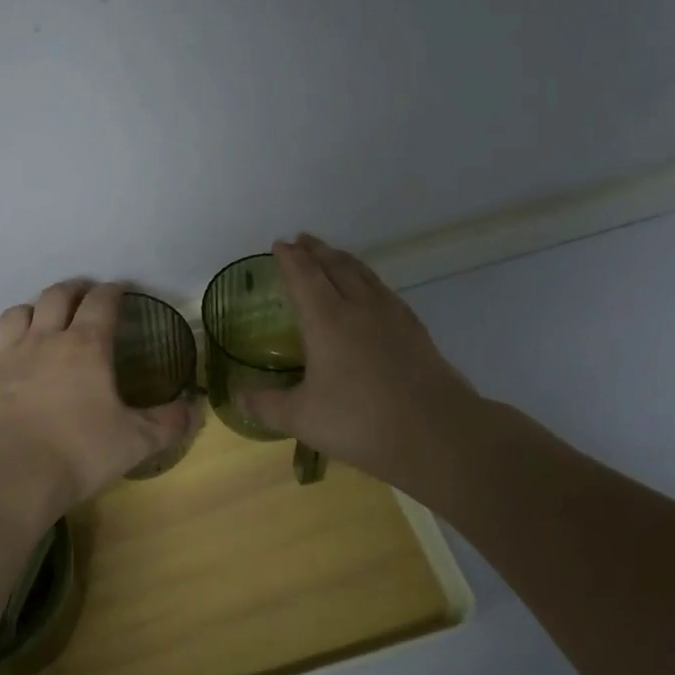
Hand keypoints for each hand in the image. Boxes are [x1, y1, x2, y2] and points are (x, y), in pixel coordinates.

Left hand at [0, 280, 198, 539]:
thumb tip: (196, 409)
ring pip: (17, 313)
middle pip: (56, 296)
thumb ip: (168, 423)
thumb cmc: (78, 453)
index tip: (120, 289)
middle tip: (84, 295)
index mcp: (86, 346)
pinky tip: (5, 355)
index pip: (101, 302)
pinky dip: (1, 344)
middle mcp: (44, 339)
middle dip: (73, 290)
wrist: (9, 474)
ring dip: (33, 309)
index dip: (112, 291)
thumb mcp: (135, 442)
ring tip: (41, 318)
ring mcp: (7, 355)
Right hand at [240, 235, 484, 492]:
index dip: (290, 258)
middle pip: (335, 266)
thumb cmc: (360, 421)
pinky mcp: (415, 330)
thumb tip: (237, 396)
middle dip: (316, 250)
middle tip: (303, 240)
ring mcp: (392, 316)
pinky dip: (369, 279)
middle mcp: (358, 307)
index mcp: (326, 320)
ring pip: (364, 274)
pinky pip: (385, 290)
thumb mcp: (301, 418)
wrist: (437, 433)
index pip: (304, 276)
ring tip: (333, 255)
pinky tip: (372, 291)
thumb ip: (265, 405)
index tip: (280, 244)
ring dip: (344, 259)